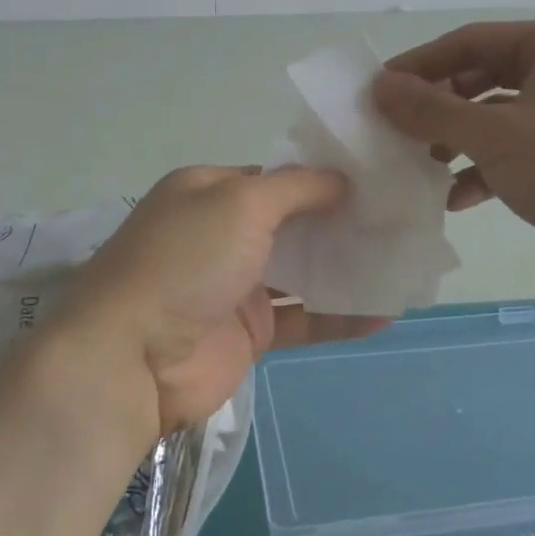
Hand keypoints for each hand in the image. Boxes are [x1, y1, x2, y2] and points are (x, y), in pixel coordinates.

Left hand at [62, 165, 381, 433]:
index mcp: (208, 191)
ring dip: (345, 267)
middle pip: (292, 223)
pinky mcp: (249, 333)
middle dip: (340, 221)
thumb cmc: (186, 259)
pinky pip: (303, 319)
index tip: (374, 178)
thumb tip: (341, 178)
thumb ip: (295, 188)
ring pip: (301, 271)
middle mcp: (221, 233)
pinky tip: (385, 313)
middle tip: (400, 218)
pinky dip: (340, 316)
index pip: (273, 177)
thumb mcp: (240, 202)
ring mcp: (235, 285)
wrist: (132, 358)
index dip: (321, 177)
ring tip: (403, 260)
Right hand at [371, 21, 534, 277]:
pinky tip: (460, 197)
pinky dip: (489, 166)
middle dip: (441, 106)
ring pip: (502, 114)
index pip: (470, 40)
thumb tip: (378, 87)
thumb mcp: (493, 136)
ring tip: (425, 164)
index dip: (420, 64)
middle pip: (486, 76)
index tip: (380, 90)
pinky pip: (524, 146)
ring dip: (461, 139)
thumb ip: (430, 110)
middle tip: (400, 129)